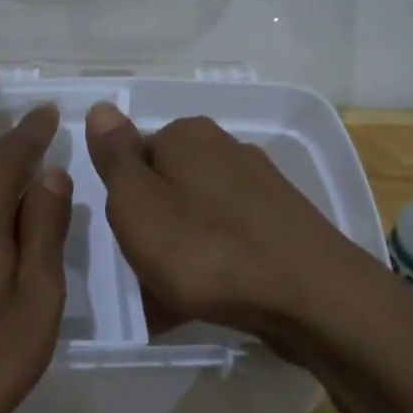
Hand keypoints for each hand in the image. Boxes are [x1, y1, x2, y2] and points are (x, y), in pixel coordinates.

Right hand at [84, 102, 390, 357]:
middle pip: (167, 189)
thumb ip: (115, 157)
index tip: (124, 238)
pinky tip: (203, 305)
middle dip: (151, 230)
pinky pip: (226, 242)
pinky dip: (210, 268)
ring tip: (168, 304)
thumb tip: (102, 107)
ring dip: (176, 256)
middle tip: (143, 275)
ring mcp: (259, 187)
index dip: (123, 200)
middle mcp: (226, 149)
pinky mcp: (281, 223)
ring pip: (195, 219)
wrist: (310, 296)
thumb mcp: (138, 203)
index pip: (135, 156)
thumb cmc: (205, 249)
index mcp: (188, 136)